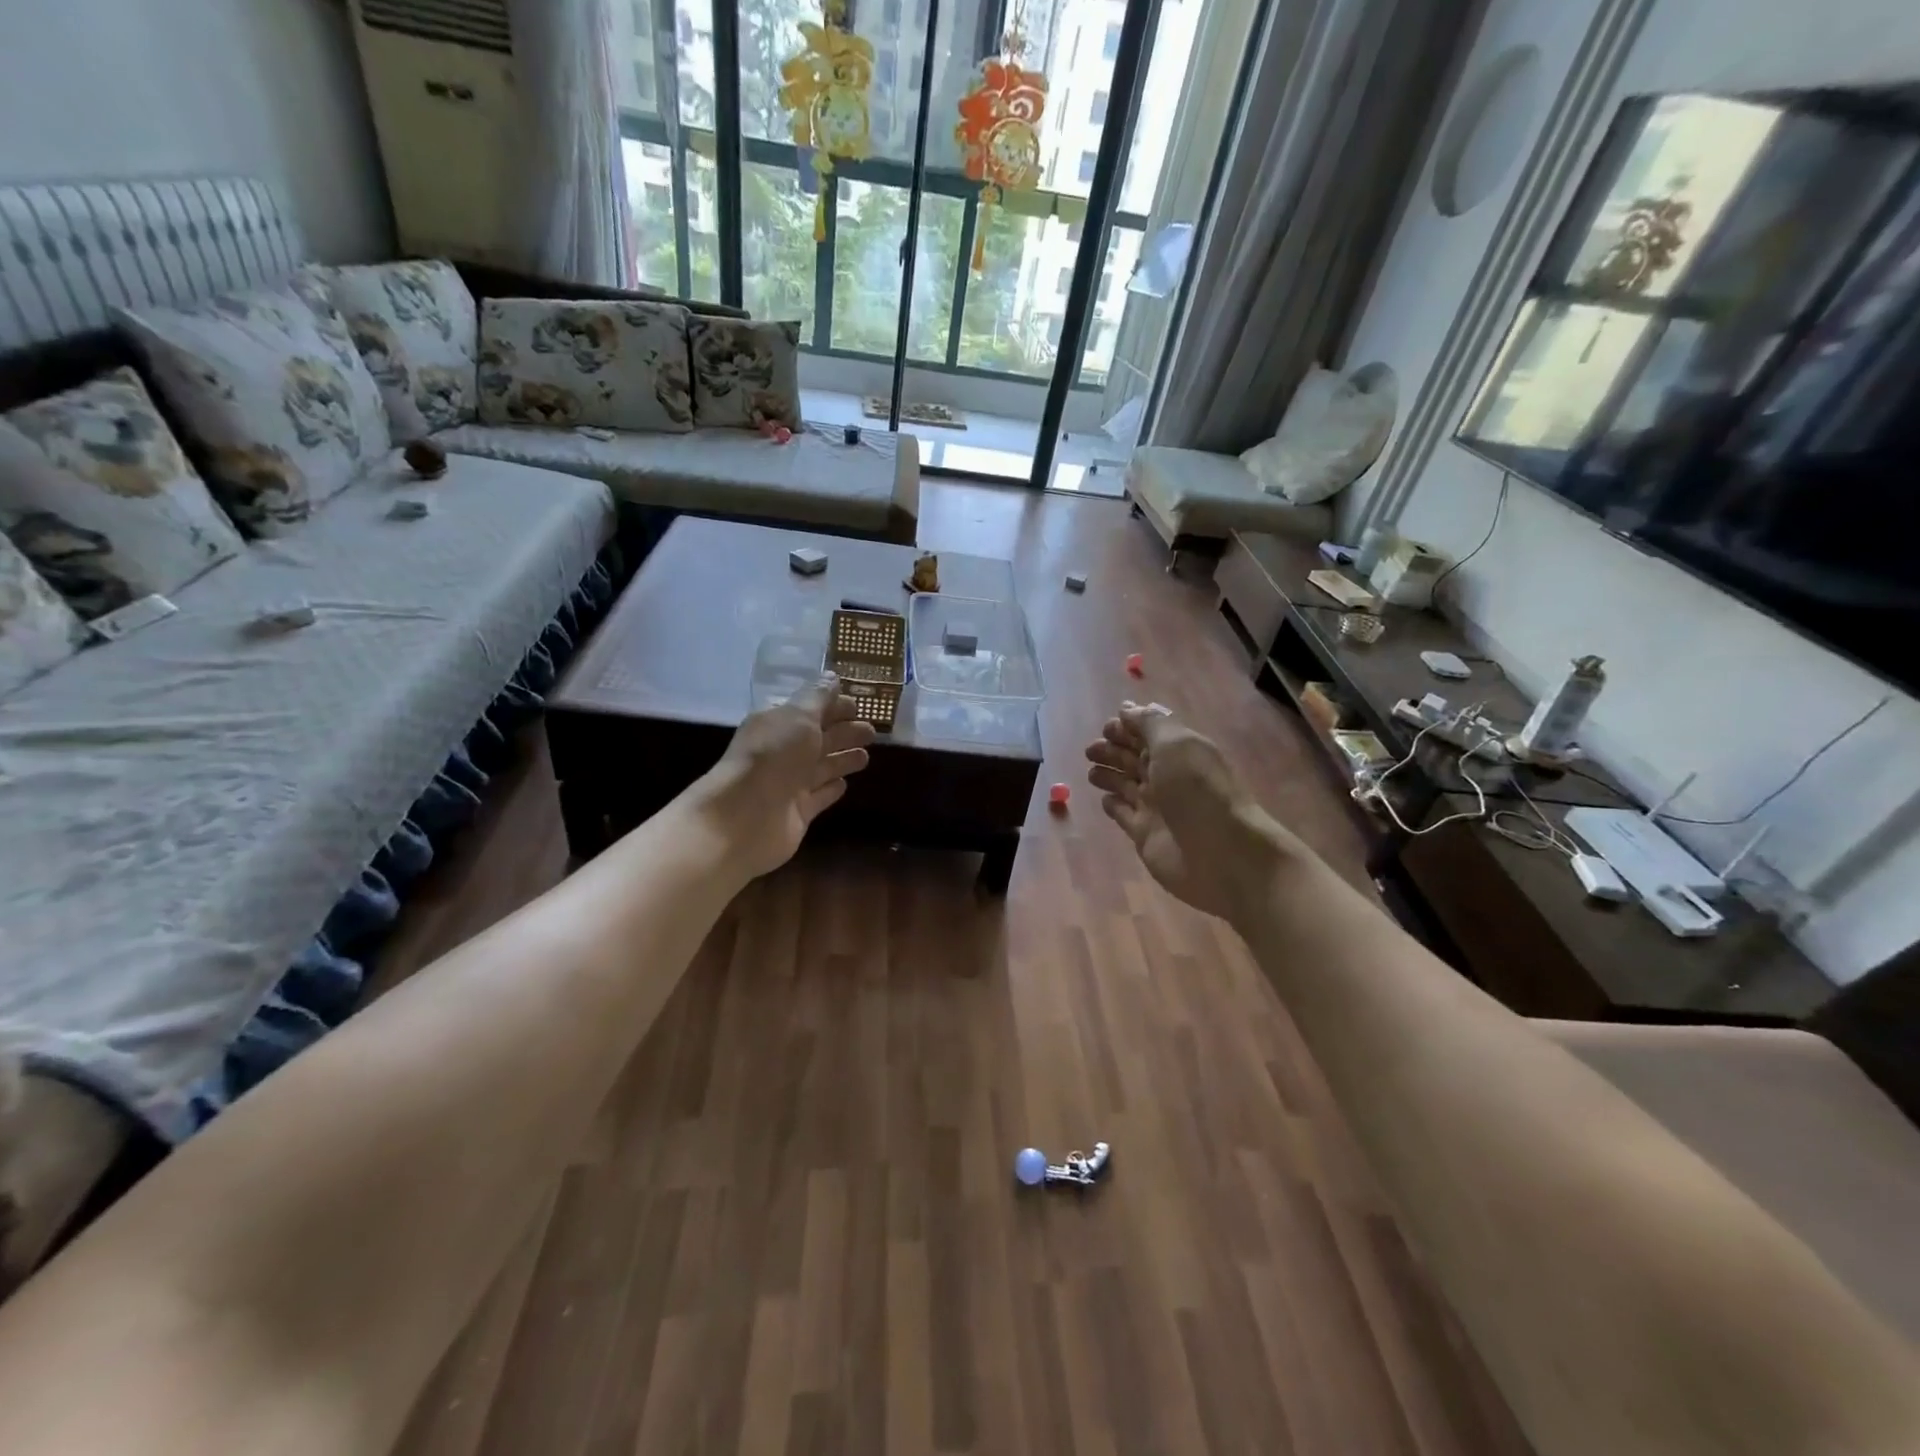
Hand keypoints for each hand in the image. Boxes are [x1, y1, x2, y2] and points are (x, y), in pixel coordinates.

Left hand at [698, 676, 874, 878]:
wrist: (745, 816)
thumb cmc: (773, 756)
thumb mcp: (798, 716)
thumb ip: (818, 697)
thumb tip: (832, 676)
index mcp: (778, 724)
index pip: (810, 709)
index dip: (833, 705)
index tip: (859, 704)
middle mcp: (782, 752)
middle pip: (819, 738)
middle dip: (845, 732)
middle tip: (873, 731)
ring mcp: (790, 784)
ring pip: (822, 767)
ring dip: (843, 759)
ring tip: (867, 756)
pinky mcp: (798, 812)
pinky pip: (819, 796)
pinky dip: (831, 789)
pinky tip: (845, 784)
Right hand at [1084, 702, 1283, 920]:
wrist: (1221, 853)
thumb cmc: (1197, 790)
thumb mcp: (1175, 744)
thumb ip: (1149, 724)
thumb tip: (1127, 709)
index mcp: (1179, 751)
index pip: (1149, 733)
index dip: (1128, 727)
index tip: (1106, 727)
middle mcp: (1168, 776)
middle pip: (1135, 758)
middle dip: (1113, 750)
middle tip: (1090, 749)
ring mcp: (1156, 806)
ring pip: (1126, 784)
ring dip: (1109, 775)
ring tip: (1091, 772)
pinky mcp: (1144, 833)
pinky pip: (1123, 814)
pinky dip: (1112, 804)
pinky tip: (1104, 799)